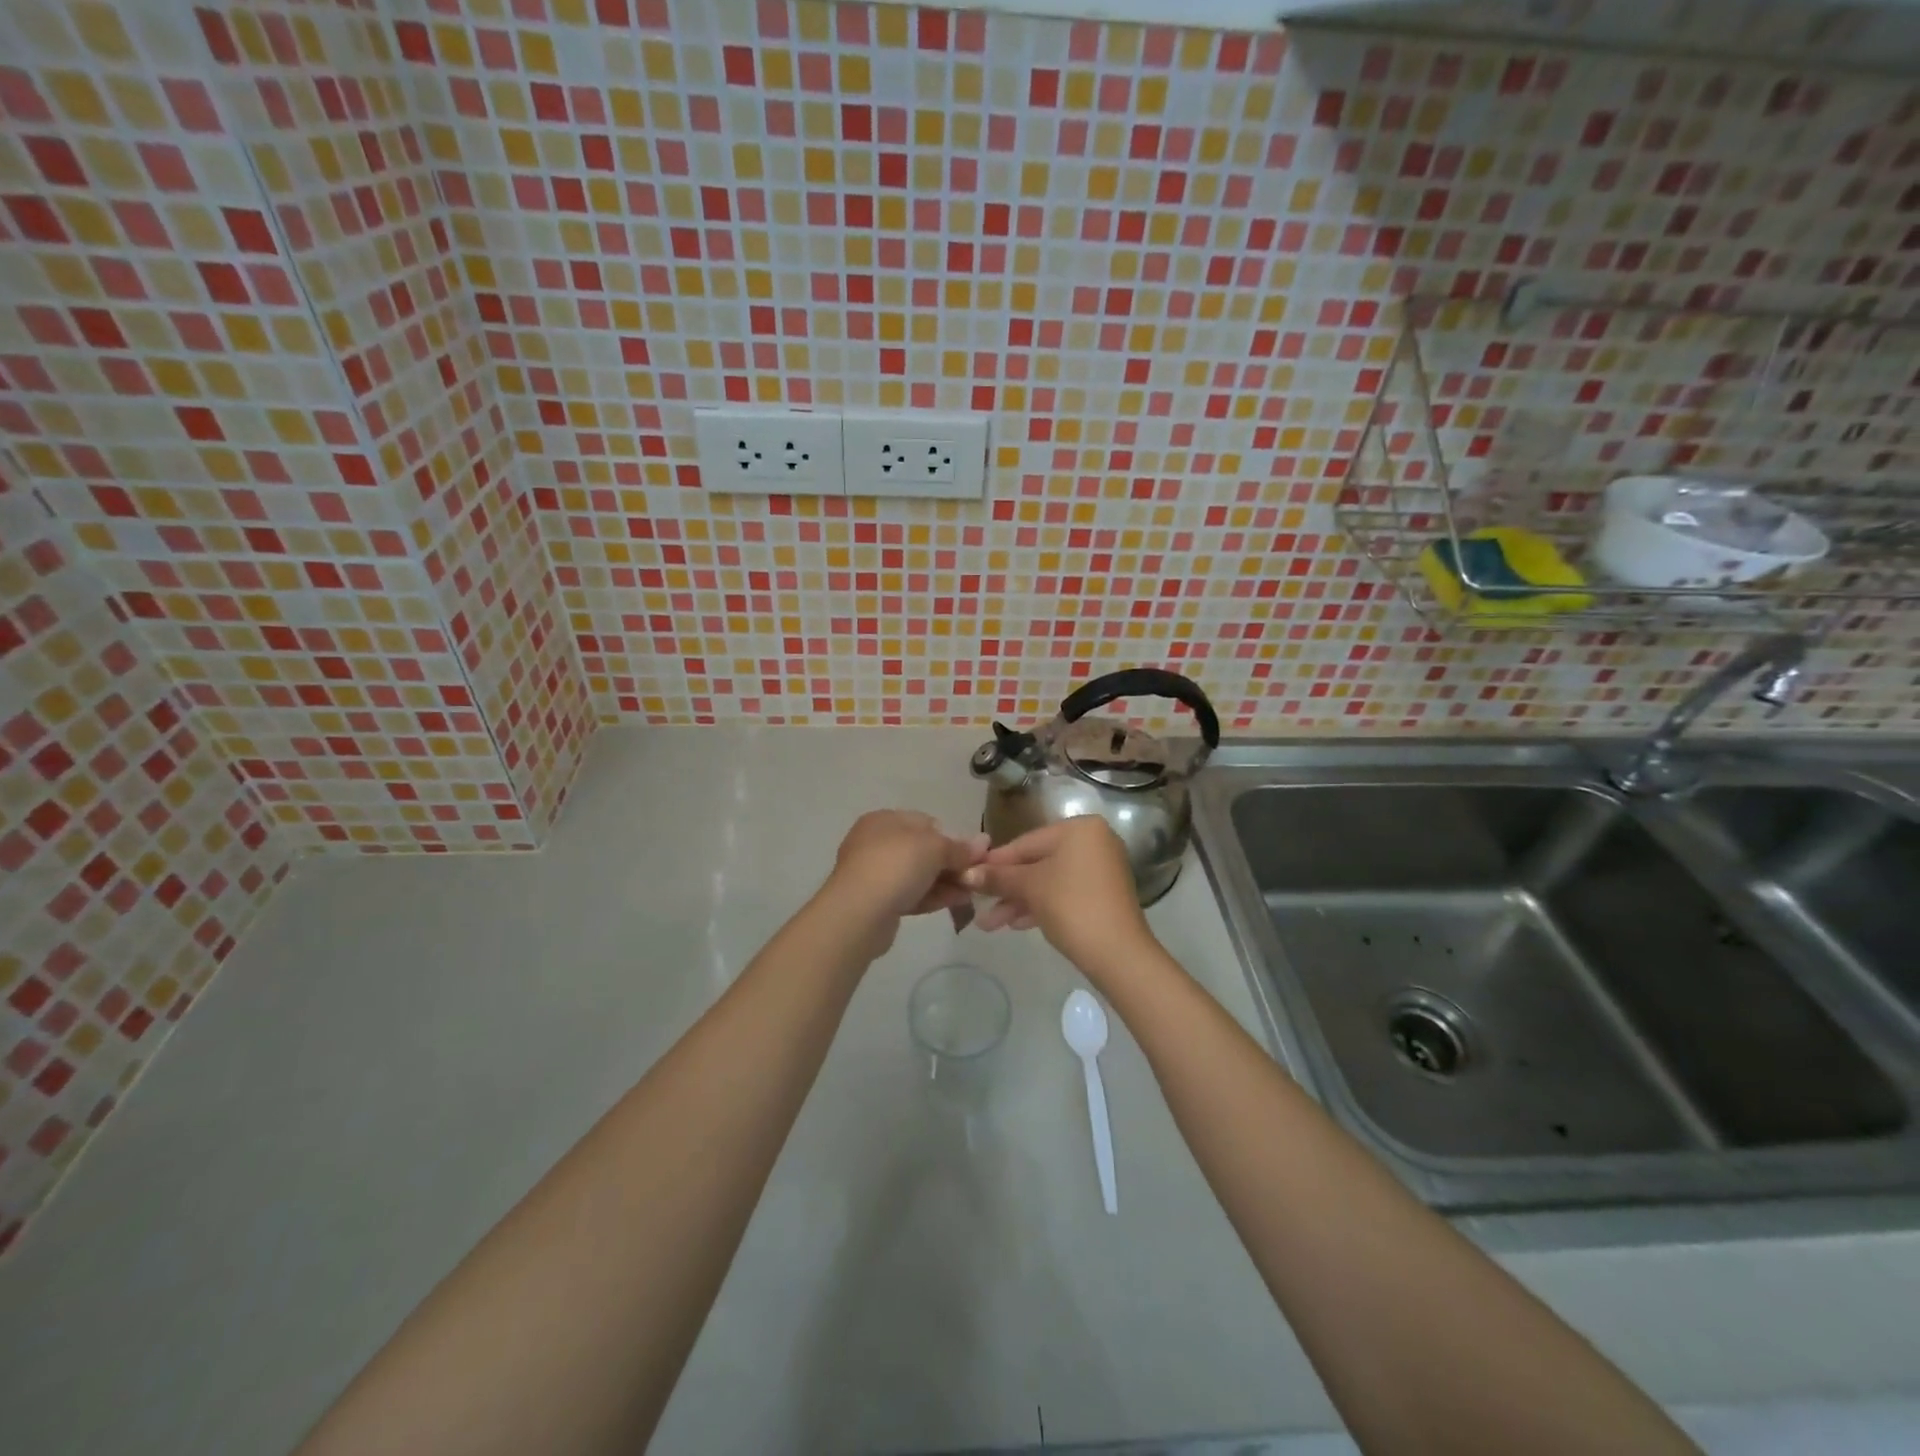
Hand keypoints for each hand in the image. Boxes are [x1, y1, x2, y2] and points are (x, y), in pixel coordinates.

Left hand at [823, 810, 987, 934]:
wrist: (859, 913)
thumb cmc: (896, 865)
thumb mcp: (935, 848)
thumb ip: (959, 847)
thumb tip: (983, 843)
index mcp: (884, 820)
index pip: (925, 822)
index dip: (950, 836)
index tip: (972, 854)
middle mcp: (875, 843)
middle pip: (922, 850)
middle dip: (950, 863)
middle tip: (975, 875)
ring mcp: (874, 874)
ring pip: (917, 875)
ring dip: (945, 882)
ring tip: (972, 892)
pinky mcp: (877, 902)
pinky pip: (911, 895)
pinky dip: (933, 897)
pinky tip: (957, 902)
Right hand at [963, 816, 1156, 971]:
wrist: (1118, 953)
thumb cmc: (1071, 906)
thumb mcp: (1029, 888)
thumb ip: (998, 877)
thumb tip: (966, 873)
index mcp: (1080, 828)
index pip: (1026, 842)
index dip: (995, 862)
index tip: (969, 876)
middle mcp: (1093, 842)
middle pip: (1037, 862)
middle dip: (1006, 887)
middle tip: (978, 905)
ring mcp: (1100, 869)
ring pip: (1049, 881)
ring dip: (1019, 901)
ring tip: (990, 924)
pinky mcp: (1103, 895)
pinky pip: (1064, 893)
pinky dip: (1041, 906)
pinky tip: (1015, 924)